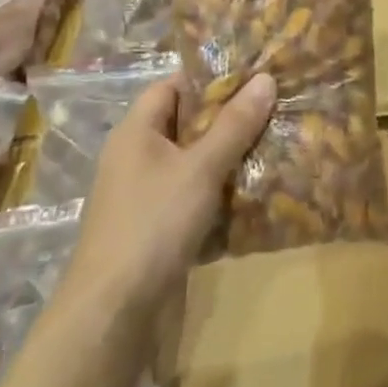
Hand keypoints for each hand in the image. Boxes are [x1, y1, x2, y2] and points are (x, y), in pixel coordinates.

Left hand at [62, 74, 275, 314]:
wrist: (114, 310)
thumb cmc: (154, 223)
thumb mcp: (200, 168)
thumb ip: (234, 124)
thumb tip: (265, 78)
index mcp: (135, 131)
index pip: (172, 86)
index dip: (209, 78)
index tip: (253, 76)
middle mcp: (136, 156)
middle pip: (185, 123)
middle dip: (227, 117)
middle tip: (273, 108)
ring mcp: (144, 193)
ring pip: (192, 160)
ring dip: (227, 155)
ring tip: (273, 143)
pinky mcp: (156, 225)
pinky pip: (192, 193)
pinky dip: (219, 189)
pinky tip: (253, 190)